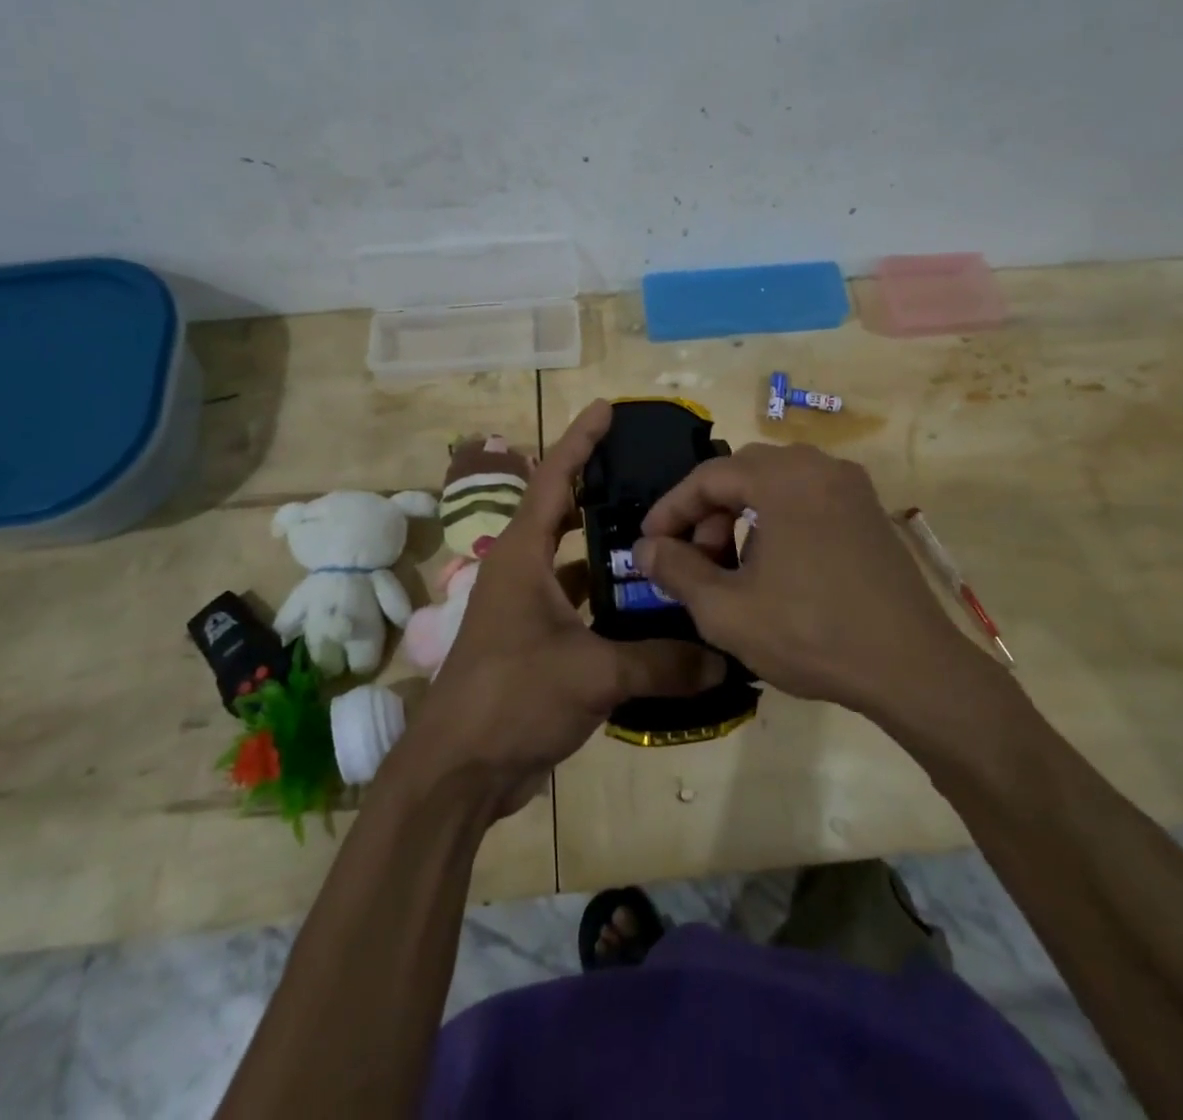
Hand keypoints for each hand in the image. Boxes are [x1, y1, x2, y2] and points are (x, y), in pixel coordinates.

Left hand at [386, 401, 724, 816]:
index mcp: (522, 556)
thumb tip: (723, 659)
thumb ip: (661, 662)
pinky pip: (581, 607)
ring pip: (577, 565)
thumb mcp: (592, 673)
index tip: (606, 409)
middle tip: (654, 476)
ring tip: (666, 539)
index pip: (554, 479)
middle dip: (603, 491)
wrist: (459, 772)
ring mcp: (528, 610)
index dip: (580, 440)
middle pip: (565, 514)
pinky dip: (611, 603)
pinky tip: (652, 611)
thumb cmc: (512, 698)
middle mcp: (522, 572)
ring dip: (612, 553)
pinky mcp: (537, 645)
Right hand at [633, 443, 999, 723]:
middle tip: (694, 557)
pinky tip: (774, 566)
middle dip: (708, 512)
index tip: (649, 543)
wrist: (911, 668)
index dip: (672, 509)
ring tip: (732, 566)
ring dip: (742, 514)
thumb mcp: (727, 610)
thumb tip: (644, 548)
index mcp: (783, 479)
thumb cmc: (810, 634)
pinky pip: (808, 498)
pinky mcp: (869, 512)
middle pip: (742, 472)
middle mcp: (819, 467)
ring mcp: (851, 487)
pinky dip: (777, 519)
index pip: (708, 476)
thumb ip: (677, 571)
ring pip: (776, 484)